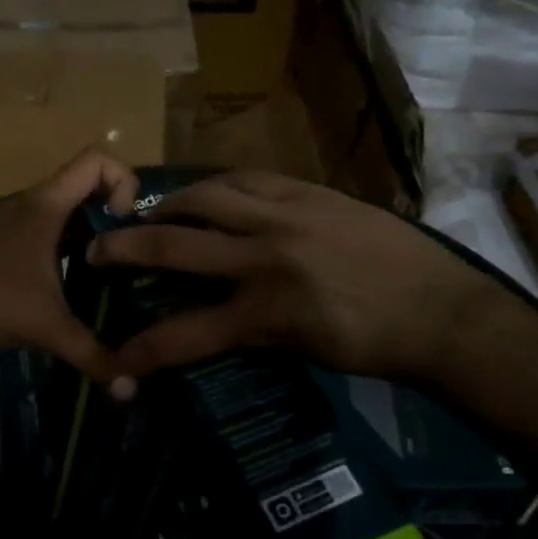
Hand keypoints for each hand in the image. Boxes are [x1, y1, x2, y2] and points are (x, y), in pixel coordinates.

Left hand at [0, 149, 140, 393]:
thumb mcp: (47, 328)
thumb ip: (92, 354)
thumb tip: (129, 387)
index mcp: (46, 205)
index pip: (97, 160)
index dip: (124, 181)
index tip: (126, 223)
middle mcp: (29, 203)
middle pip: (84, 184)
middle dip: (112, 212)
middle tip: (127, 251)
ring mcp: (10, 221)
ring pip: (63, 210)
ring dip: (88, 231)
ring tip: (105, 270)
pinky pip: (44, 229)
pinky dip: (64, 245)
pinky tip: (67, 283)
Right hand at [87, 171, 492, 382]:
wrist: (440, 309)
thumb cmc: (373, 344)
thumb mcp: (301, 351)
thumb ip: (250, 330)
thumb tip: (212, 318)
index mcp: (265, 312)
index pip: (185, 335)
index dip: (141, 350)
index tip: (114, 359)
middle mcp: (265, 257)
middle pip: (175, 247)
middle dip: (125, 249)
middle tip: (97, 249)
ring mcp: (287, 217)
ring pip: (208, 197)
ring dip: (169, 205)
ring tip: (152, 212)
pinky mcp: (310, 192)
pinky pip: (250, 179)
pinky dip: (220, 187)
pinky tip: (212, 194)